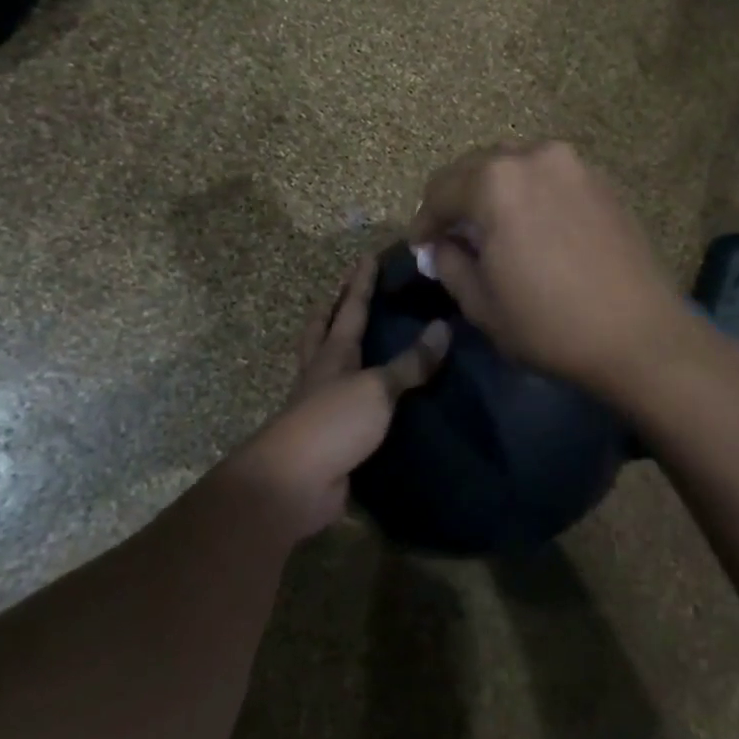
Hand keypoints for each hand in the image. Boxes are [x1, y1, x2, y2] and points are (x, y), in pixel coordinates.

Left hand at [225, 255, 449, 541]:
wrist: (295, 482)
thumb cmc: (334, 422)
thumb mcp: (378, 388)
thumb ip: (410, 363)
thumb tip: (443, 327)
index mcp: (334, 353)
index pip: (351, 308)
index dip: (361, 282)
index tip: (368, 255)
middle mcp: (322, 373)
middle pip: (322, 330)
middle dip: (332, 308)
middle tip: (342, 290)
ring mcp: (320, 405)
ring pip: (326, 364)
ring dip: (335, 346)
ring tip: (353, 336)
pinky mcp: (328, 436)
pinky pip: (344, 403)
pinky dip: (355, 391)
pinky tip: (369, 395)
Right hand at [410, 141, 695, 400]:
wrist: (640, 335)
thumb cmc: (549, 324)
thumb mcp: (481, 304)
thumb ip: (449, 263)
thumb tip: (442, 245)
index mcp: (494, 182)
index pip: (440, 190)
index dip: (424, 221)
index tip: (421, 246)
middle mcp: (533, 157)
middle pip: (475, 168)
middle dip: (457, 200)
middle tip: (453, 236)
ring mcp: (573, 165)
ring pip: (514, 167)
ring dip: (493, 192)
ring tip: (493, 229)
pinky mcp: (601, 180)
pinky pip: (548, 177)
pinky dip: (529, 194)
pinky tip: (533, 227)